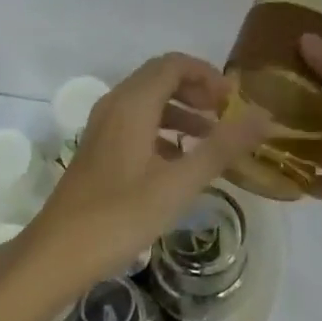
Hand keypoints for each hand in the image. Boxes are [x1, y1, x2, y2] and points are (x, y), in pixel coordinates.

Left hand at [25, 53, 270, 288]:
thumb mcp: (180, 183)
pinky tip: (180, 162)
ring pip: (149, 101)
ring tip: (211, 139)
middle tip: (226, 115)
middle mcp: (115, 105)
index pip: (175, 64)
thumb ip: (223, 146)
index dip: (208, 74)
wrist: (56, 256)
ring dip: (182, 111)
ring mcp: (103, 128)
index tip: (234, 100)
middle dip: (197, 90)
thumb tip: (265, 115)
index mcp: (133, 104)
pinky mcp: (99, 150)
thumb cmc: (120, 215)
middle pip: (161, 77)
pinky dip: (164, 130)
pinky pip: (137, 123)